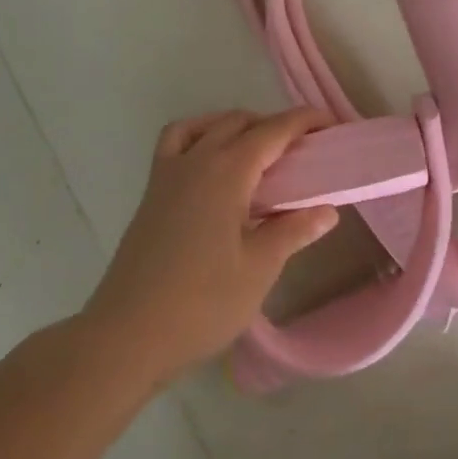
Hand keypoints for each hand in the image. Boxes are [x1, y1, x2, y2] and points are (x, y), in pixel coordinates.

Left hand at [84, 108, 339, 386]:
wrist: (127, 337)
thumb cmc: (201, 304)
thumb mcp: (259, 269)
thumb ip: (293, 231)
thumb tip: (327, 210)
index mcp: (226, 173)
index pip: (273, 131)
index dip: (303, 121)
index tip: (330, 124)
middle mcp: (196, 162)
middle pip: (240, 122)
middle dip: (275, 125)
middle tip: (304, 150)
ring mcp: (168, 176)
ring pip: (206, 127)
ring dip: (237, 127)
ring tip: (261, 153)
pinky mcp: (151, 194)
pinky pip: (175, 143)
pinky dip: (199, 136)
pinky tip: (213, 163)